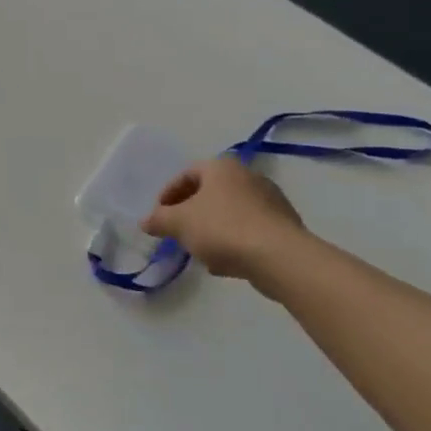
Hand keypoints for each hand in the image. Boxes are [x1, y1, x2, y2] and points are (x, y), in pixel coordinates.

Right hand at [141, 157, 308, 285]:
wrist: (280, 258)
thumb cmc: (223, 229)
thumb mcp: (179, 223)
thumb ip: (158, 220)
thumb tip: (145, 221)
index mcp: (221, 167)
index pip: (186, 174)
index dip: (167, 195)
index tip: (159, 217)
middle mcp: (248, 176)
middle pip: (209, 193)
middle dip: (191, 213)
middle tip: (178, 232)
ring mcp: (271, 200)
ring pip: (230, 213)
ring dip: (212, 229)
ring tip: (200, 252)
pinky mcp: (285, 225)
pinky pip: (249, 229)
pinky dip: (234, 241)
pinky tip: (225, 263)